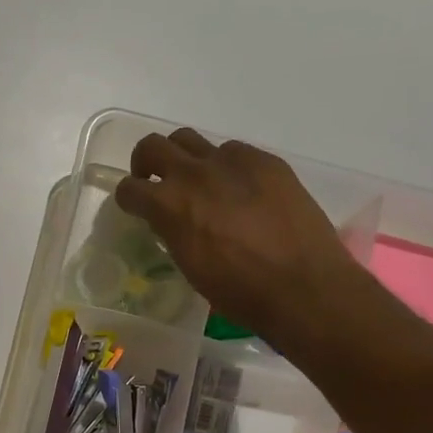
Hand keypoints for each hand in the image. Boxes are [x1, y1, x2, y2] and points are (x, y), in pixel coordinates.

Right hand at [113, 128, 373, 357]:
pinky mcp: (266, 161)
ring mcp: (232, 162)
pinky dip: (227, 167)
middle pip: (153, 146)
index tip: (136, 207)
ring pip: (191, 140)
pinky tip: (242, 191)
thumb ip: (172, 232)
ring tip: (199, 182)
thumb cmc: (239, 292)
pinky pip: (234, 151)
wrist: (303, 287)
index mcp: (169, 206)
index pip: (129, 188)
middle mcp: (194, 174)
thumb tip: (171, 221)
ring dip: (185, 158)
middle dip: (146, 163)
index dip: (129, 199)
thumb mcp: (189, 265)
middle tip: (156, 181)